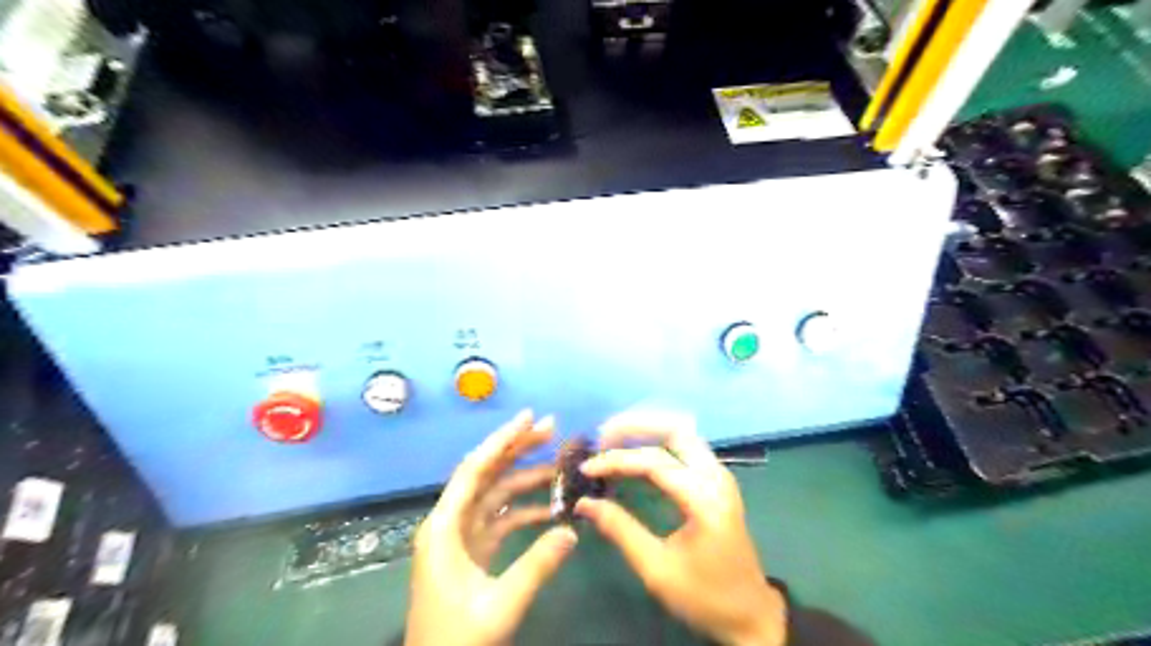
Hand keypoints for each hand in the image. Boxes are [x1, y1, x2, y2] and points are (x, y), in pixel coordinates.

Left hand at [409, 413, 579, 645]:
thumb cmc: (455, 640)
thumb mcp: (499, 606)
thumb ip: (536, 566)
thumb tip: (571, 531)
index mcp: (444, 527)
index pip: (474, 470)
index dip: (501, 441)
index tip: (529, 417)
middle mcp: (449, 523)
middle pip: (486, 474)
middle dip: (517, 450)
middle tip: (551, 429)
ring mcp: (461, 538)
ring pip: (495, 495)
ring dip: (524, 479)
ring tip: (558, 464)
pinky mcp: (472, 552)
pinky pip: (500, 520)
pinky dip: (523, 510)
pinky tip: (549, 508)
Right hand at [576, 413, 790, 645]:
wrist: (750, 612)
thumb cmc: (705, 595)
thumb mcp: (657, 570)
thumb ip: (621, 530)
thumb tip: (584, 503)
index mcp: (704, 500)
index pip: (656, 462)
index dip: (617, 460)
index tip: (587, 468)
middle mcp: (716, 477)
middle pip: (675, 430)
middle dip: (636, 426)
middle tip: (602, 437)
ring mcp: (719, 475)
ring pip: (682, 433)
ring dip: (647, 430)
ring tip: (613, 440)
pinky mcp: (716, 480)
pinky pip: (685, 447)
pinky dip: (657, 442)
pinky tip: (635, 453)